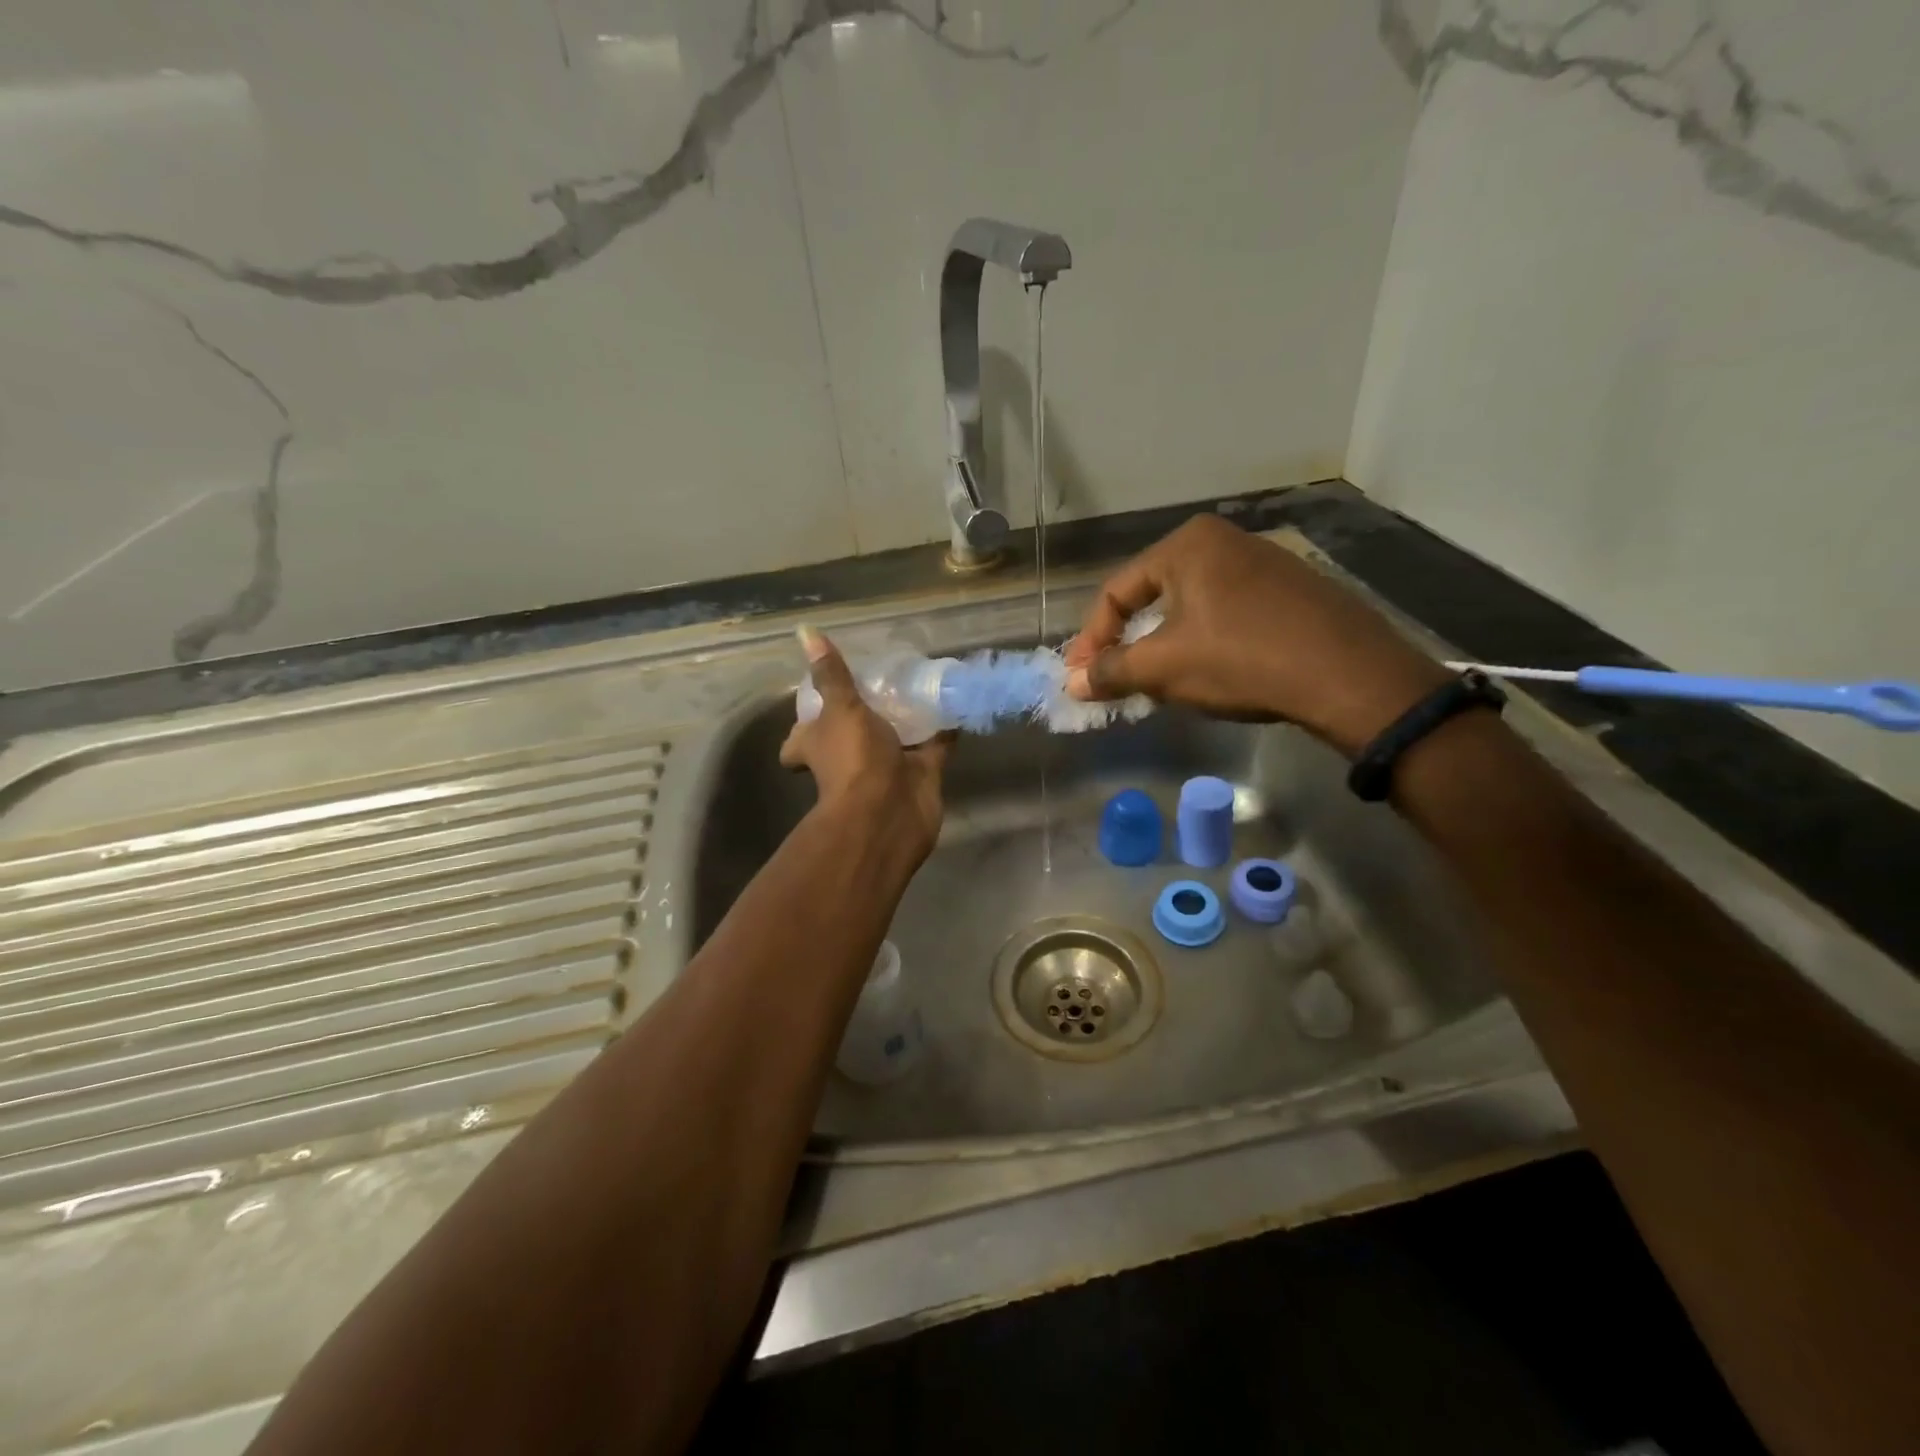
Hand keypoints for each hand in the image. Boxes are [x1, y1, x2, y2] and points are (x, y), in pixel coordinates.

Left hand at [781, 626, 947, 861]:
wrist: (890, 813)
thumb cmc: (854, 758)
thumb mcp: (840, 709)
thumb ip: (832, 674)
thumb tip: (805, 631)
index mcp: (818, 746)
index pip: (799, 741)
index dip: (804, 727)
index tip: (817, 702)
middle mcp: (849, 759)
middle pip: (851, 737)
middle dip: (862, 718)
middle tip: (880, 682)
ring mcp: (886, 768)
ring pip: (895, 739)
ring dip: (906, 720)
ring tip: (920, 683)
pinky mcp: (920, 775)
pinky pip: (934, 747)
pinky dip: (944, 729)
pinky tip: (955, 702)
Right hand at [1063, 515, 1447, 754]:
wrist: (1348, 675)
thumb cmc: (1241, 659)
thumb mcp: (1164, 667)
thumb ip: (1111, 671)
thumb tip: (1073, 683)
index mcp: (1187, 545)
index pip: (1117, 591)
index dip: (1092, 639)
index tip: (1081, 678)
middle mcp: (1224, 541)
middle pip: (1153, 595)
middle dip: (1127, 641)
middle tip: (1113, 678)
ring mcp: (1263, 563)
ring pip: (1190, 606)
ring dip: (1163, 645)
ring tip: (1155, 681)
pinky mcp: (1291, 591)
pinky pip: (1226, 613)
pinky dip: (1203, 642)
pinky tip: (1207, 672)